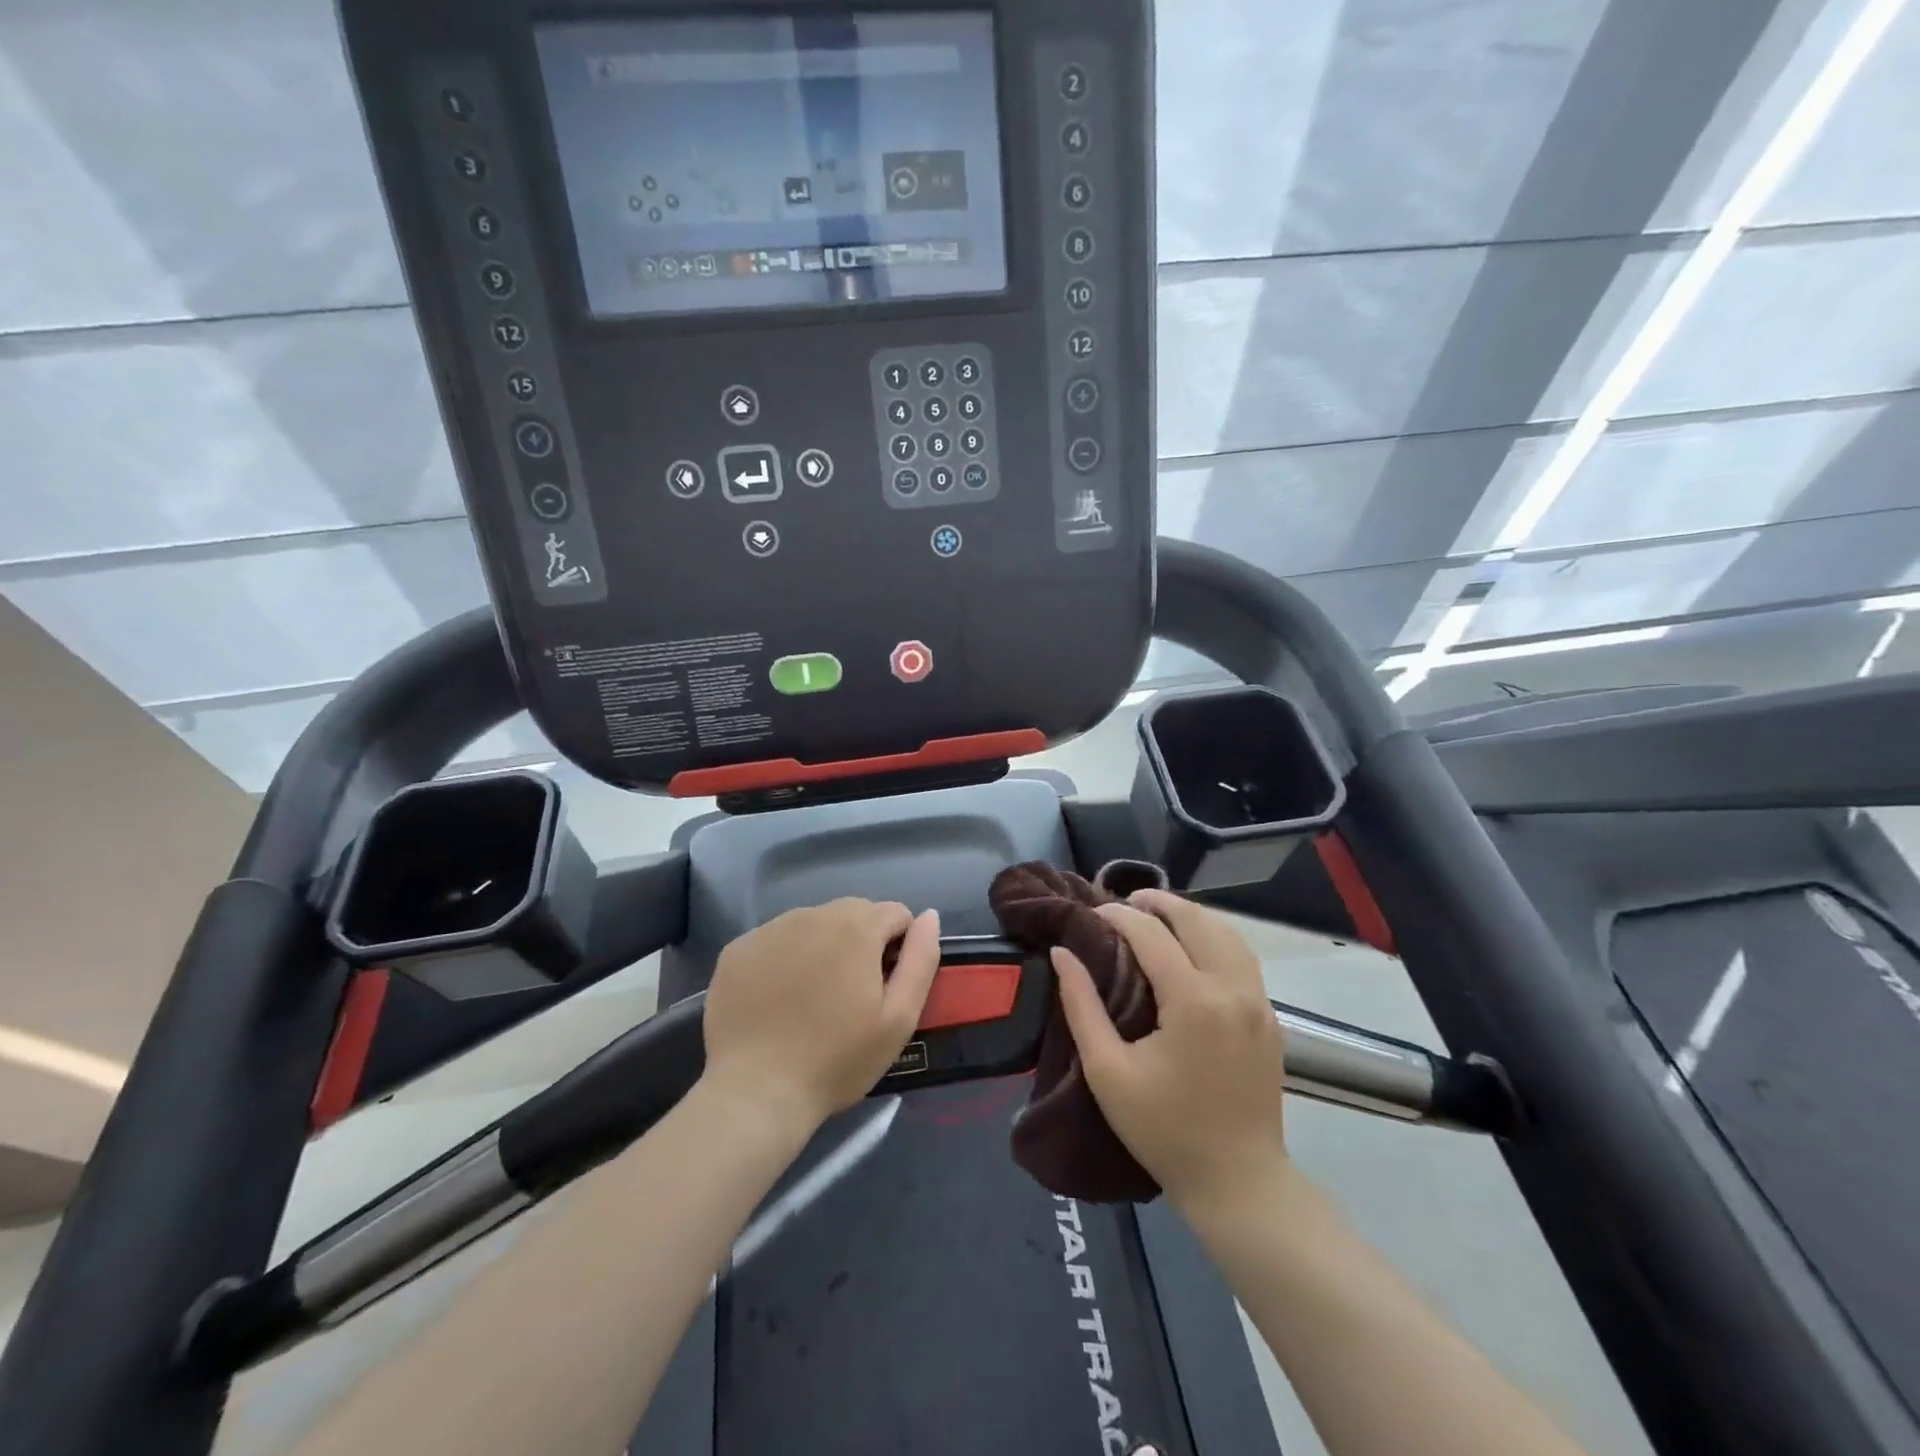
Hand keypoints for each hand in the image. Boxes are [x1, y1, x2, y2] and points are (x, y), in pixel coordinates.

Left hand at [701, 900, 940, 1133]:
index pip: (894, 914)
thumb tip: (929, 916)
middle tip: (851, 994)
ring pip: (812, 923)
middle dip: (861, 942)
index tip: (886, 986)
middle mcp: (812, 914)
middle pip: (853, 913)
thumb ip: (921, 960)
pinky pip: (775, 940)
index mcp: (856, 927)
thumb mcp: (899, 1018)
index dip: (899, 947)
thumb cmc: (837, 1060)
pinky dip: (785, 957)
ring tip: (813, 997)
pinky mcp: (738, 949)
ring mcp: (770, 929)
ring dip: (822, 946)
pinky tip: (779, 998)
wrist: (755, 1093)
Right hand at [1053, 890, 1288, 1214]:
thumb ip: (1081, 1005)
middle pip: (1197, 920)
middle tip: (1123, 903)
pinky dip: (1214, 938)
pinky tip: (1192, 948)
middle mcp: (1232, 990)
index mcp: (1192, 1001)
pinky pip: (1243, 957)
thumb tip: (1063, 953)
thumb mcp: (1107, 1071)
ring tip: (1156, 916)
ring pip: (1227, 932)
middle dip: (1158, 902)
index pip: (1152, 934)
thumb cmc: (1164, 1130)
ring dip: (1190, 915)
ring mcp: (1259, 1002)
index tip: (1092, 912)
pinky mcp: (1270, 1018)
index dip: (1118, 915)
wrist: (1238, 1182)